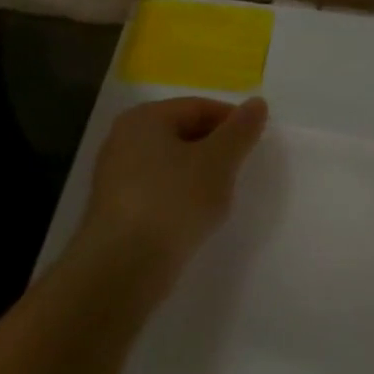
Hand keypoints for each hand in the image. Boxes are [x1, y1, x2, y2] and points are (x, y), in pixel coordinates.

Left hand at [80, 96, 268, 276]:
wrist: (122, 270)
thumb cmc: (173, 202)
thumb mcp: (218, 161)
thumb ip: (240, 130)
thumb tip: (257, 103)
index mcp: (144, 118)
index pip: (199, 107)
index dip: (232, 121)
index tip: (256, 143)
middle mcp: (124, 140)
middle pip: (184, 133)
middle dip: (216, 149)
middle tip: (241, 170)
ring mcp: (116, 177)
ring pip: (173, 164)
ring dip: (201, 176)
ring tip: (221, 198)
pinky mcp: (117, 210)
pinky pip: (160, 191)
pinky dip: (182, 197)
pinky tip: (195, 218)